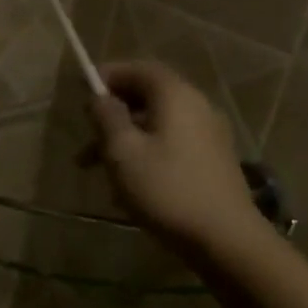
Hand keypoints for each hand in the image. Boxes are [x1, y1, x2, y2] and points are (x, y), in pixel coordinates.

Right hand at [89, 59, 264, 255]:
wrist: (224, 238)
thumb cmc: (165, 189)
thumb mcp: (122, 151)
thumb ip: (106, 117)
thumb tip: (99, 97)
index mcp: (176, 97)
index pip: (140, 68)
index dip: (109, 75)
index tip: (82, 91)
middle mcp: (197, 107)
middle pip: (148, 96)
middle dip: (112, 112)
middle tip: (85, 136)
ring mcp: (208, 135)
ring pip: (156, 123)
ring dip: (123, 138)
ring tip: (95, 168)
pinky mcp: (211, 160)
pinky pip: (170, 143)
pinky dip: (144, 152)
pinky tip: (127, 184)